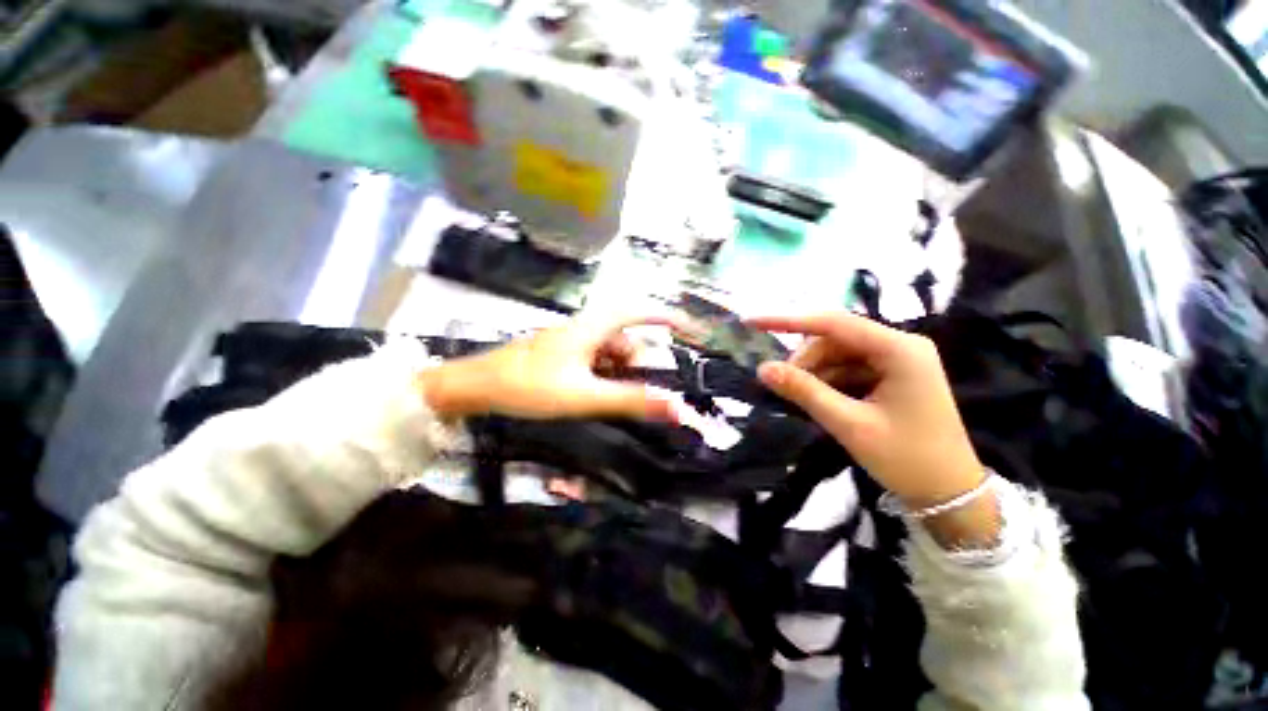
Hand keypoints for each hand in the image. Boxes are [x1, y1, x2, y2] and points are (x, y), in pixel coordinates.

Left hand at [417, 313, 684, 422]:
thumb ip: (629, 400)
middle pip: (625, 336)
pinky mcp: (562, 352)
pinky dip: (603, 373)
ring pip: (609, 350)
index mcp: (591, 328)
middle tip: (644, 386)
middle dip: (638, 360)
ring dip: (620, 370)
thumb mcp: (584, 396)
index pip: (637, 311)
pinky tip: (595, 392)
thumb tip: (673, 407)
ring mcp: (571, 340)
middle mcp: (584, 328)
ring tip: (614, 395)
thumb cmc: (529, 386)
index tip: (687, 326)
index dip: (665, 315)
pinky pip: (594, 358)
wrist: (476, 387)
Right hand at [750, 313, 996, 546]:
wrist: (951, 494)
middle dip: (805, 360)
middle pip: (834, 338)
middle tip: (785, 387)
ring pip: (837, 353)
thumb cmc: (907, 459)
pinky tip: (823, 400)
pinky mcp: (891, 374)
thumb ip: (804, 392)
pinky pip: (847, 367)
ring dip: (815, 373)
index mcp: (899, 350)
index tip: (751, 322)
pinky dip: (828, 381)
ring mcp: (896, 359)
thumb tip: (763, 369)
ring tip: (806, 400)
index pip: (833, 323)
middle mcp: (899, 345)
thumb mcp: (850, 424)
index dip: (788, 320)